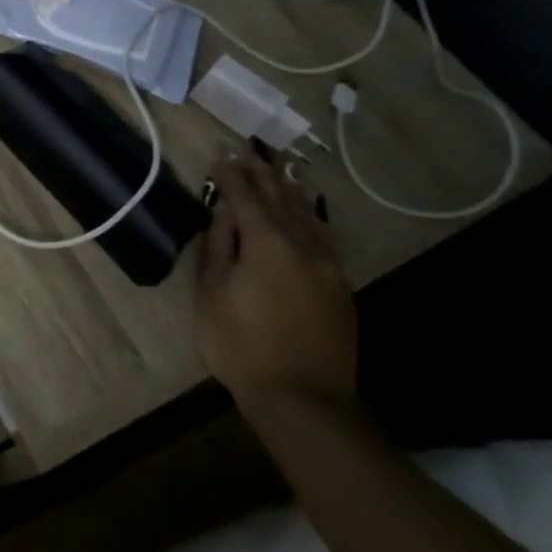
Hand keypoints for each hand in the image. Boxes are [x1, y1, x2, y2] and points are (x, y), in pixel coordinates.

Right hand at [194, 156, 355, 409]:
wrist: (302, 397)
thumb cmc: (240, 343)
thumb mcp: (212, 293)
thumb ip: (218, 247)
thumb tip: (223, 215)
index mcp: (267, 244)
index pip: (246, 199)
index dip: (232, 176)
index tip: (221, 155)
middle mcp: (303, 246)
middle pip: (282, 201)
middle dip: (263, 176)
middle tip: (249, 154)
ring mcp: (328, 267)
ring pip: (308, 217)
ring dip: (290, 192)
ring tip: (279, 172)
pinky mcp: (340, 287)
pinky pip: (324, 237)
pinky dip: (311, 217)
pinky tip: (307, 214)